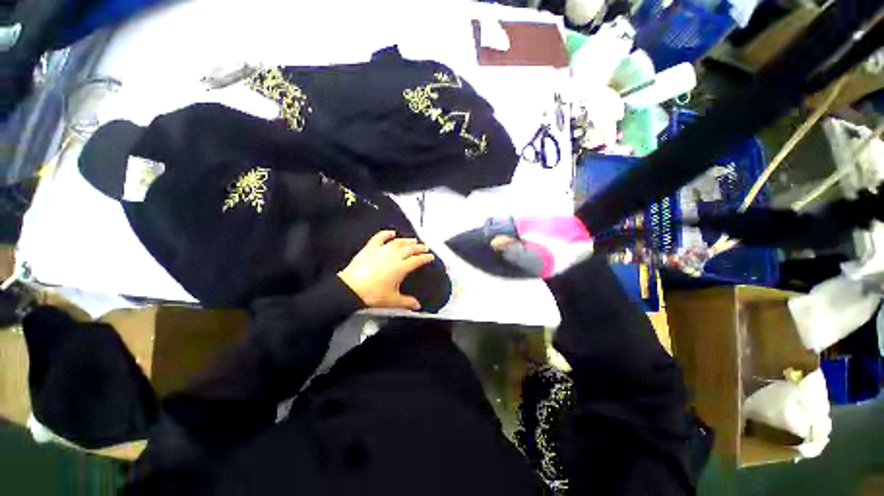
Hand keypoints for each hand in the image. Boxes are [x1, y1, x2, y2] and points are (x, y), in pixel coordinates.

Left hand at [338, 230, 435, 310]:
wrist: (351, 288)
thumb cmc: (373, 294)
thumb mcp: (392, 300)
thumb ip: (407, 302)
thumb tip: (418, 306)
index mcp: (401, 267)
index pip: (417, 260)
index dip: (425, 258)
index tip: (430, 256)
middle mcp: (394, 256)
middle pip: (410, 249)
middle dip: (419, 247)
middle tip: (425, 247)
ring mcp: (382, 250)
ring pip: (398, 242)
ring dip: (407, 240)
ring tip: (413, 240)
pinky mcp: (371, 247)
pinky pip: (380, 237)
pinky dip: (386, 234)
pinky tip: (392, 232)